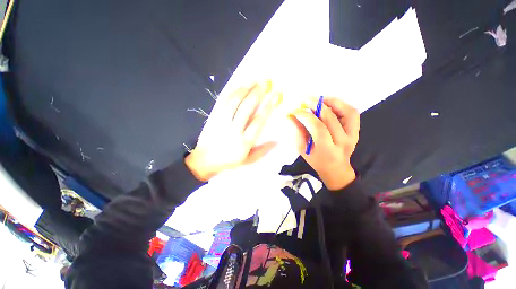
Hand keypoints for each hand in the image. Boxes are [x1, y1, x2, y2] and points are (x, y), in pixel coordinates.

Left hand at [185, 81, 280, 180]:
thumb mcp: (248, 160)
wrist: (204, 161)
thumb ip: (263, 151)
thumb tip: (276, 141)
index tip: (276, 96)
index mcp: (244, 142)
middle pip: (247, 108)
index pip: (258, 122)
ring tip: (255, 80)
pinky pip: (223, 101)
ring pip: (234, 101)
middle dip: (258, 93)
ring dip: (246, 89)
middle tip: (267, 82)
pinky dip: (232, 92)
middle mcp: (233, 130)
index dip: (268, 107)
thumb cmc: (229, 161)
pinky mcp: (213, 117)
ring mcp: (222, 122)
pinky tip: (240, 85)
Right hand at [291, 97, 359, 189]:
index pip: (318, 128)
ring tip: (318, 99)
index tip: (294, 110)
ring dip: (331, 102)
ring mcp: (353, 135)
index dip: (305, 116)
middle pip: (330, 118)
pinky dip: (341, 104)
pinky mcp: (356, 131)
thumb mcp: (303, 150)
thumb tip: (290, 116)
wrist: (335, 168)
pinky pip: (352, 113)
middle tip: (304, 99)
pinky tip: (329, 103)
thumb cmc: (316, 160)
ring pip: (347, 112)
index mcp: (327, 150)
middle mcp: (342, 142)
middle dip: (315, 105)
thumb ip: (298, 132)